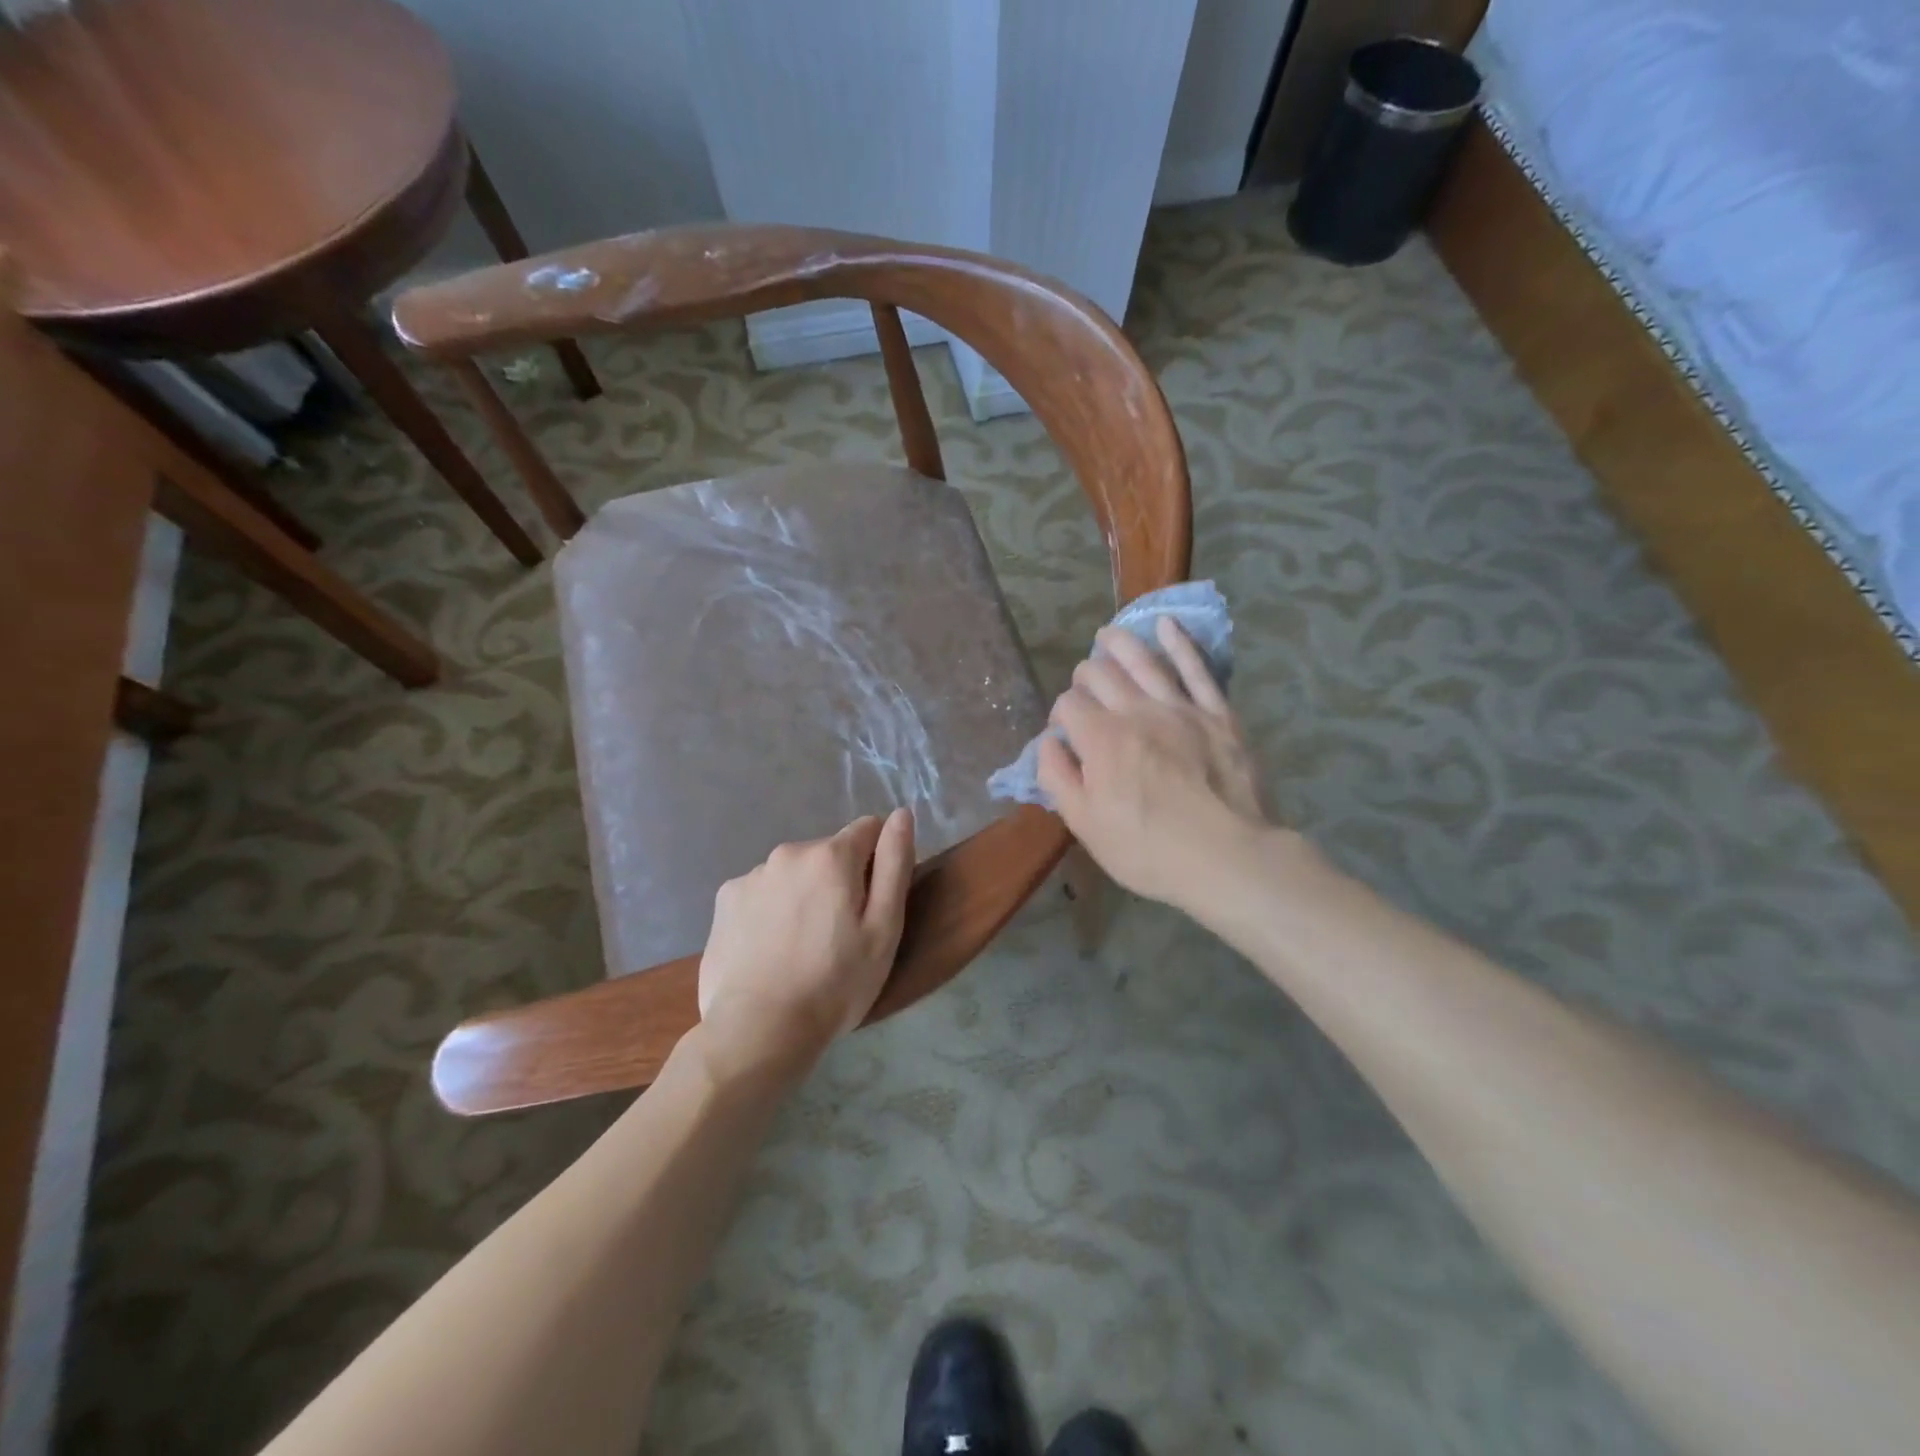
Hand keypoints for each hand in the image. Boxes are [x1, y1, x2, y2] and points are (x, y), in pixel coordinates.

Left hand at [696, 808, 915, 1082]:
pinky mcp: (724, 901)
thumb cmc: (835, 983)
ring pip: (793, 873)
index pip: (868, 829)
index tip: (873, 904)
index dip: (878, 862)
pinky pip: (761, 893)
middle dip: (838, 880)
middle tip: (839, 934)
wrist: (758, 1031)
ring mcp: (751, 876)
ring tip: (802, 947)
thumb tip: (901, 814)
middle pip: (828, 853)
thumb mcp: (884, 928)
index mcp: (830, 856)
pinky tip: (770, 950)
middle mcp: (788, 853)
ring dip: (803, 894)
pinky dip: (770, 910)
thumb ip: (895, 863)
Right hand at [1038, 619, 1268, 909]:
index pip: (1068, 705)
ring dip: (1119, 643)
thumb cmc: (1149, 850)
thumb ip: (1058, 778)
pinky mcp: (1217, 713)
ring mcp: (1180, 708)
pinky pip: (1197, 668)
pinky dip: (1180, 642)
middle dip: (1084, 675)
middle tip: (1084, 687)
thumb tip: (1048, 741)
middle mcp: (1136, 711)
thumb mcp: (1086, 825)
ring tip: (1107, 634)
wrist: (1228, 857)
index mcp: (1100, 739)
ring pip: (1142, 660)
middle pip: (1100, 674)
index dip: (1060, 715)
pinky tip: (1166, 624)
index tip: (1065, 734)